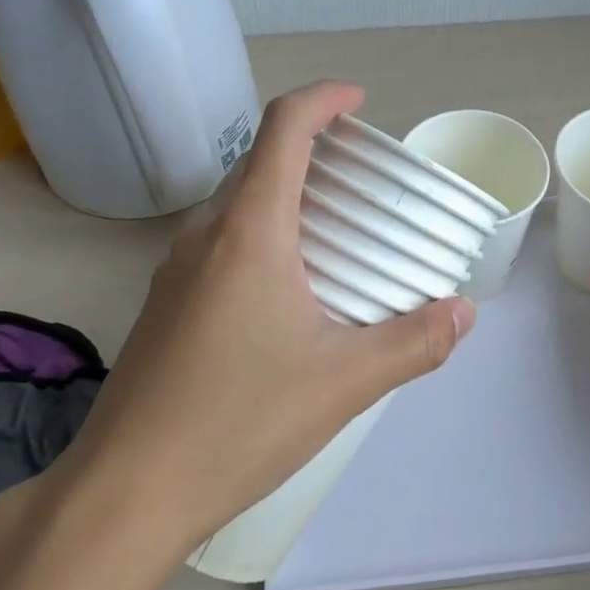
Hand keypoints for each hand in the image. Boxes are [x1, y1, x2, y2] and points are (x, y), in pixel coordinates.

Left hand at [45, 81, 475, 558]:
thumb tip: (462, 313)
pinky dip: (263, 235)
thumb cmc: (238, 423)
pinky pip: (220, 242)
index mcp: (249, 231)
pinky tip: (290, 290)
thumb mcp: (343, 382)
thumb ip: (413, 342)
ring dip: (287, 196)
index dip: (324, 99)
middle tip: (366, 182)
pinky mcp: (165, 303)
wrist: (126, 490)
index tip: (361, 104)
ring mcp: (175, 268)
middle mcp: (205, 234)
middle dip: (314, 150)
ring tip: (337, 232)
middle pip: (260, 161)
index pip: (283, 128)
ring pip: (237, 203)